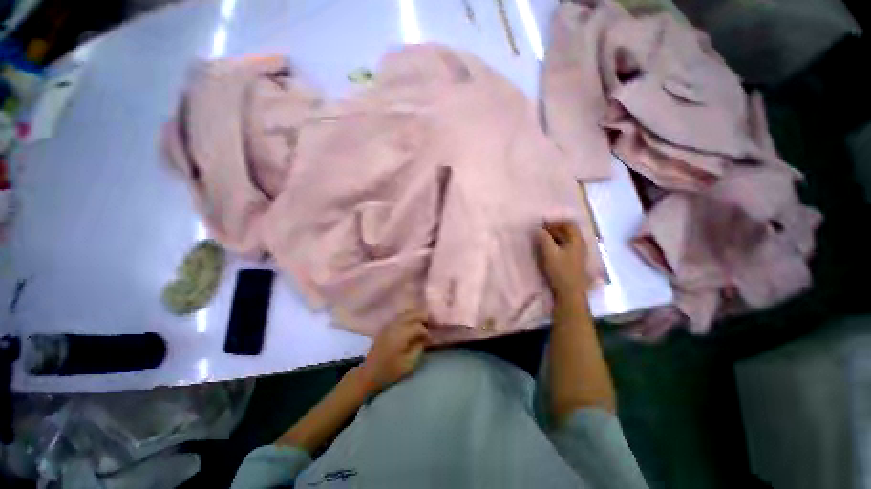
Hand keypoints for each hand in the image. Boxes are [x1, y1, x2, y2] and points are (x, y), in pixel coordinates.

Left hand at [359, 311, 430, 392]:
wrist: (369, 373)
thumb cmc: (390, 371)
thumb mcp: (409, 364)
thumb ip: (418, 348)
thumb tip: (424, 338)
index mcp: (400, 335)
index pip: (418, 326)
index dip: (426, 331)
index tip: (430, 339)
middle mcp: (394, 326)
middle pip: (412, 314)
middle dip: (423, 317)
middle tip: (431, 323)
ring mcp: (389, 324)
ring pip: (406, 313)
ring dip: (416, 315)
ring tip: (424, 322)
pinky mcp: (386, 326)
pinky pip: (400, 316)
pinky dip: (409, 316)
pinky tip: (413, 323)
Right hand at [536, 220, 589, 300]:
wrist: (570, 293)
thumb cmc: (560, 271)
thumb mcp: (550, 253)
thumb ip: (544, 239)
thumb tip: (538, 228)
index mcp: (577, 240)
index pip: (568, 223)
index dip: (555, 221)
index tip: (542, 224)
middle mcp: (580, 244)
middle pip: (568, 231)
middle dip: (554, 229)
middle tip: (540, 232)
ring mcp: (579, 253)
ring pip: (567, 239)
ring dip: (555, 237)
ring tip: (542, 240)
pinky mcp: (575, 261)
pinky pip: (566, 247)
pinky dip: (557, 244)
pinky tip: (549, 250)